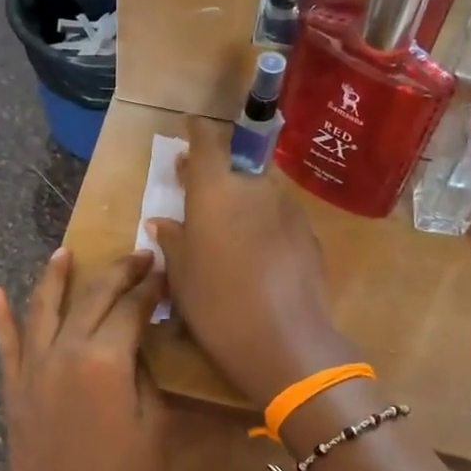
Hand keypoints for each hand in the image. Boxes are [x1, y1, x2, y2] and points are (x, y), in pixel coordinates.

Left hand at [0, 248, 166, 470]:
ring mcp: (31, 371)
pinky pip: (5, 345)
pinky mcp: (13, 392)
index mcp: (105, 360)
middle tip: (138, 257)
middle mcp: (63, 352)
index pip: (130, 308)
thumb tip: (137, 345)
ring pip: (42, 309)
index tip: (164, 272)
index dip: (150, 288)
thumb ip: (144, 376)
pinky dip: (1, 316)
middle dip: (117, 273)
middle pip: (91, 298)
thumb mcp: (155, 428)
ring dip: (55, 278)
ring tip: (64, 252)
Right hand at [147, 118, 359, 408]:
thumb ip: (173, 241)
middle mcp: (254, 188)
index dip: (197, 131)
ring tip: (228, 238)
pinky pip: (278, 219)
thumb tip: (162, 222)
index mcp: (215, 191)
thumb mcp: (181, 277)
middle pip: (234, 170)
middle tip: (196, 196)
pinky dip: (263, 227)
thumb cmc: (217, 307)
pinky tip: (256, 259)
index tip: (190, 128)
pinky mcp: (308, 233)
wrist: (285, 342)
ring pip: (258, 196)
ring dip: (241, 205)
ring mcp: (287, 209)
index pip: (207, 141)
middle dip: (215, 178)